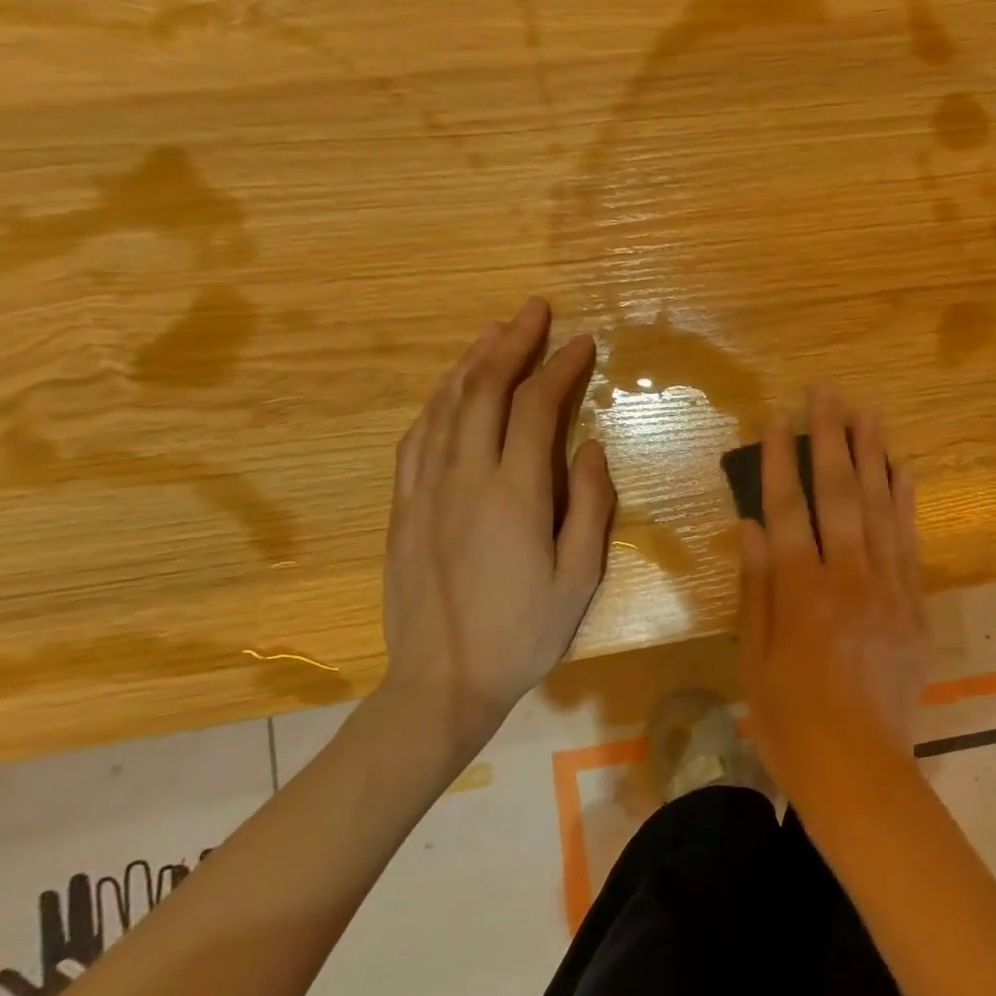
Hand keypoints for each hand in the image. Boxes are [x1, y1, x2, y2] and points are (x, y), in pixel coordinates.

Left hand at [381, 298, 614, 754]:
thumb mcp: (579, 577)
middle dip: (511, 344)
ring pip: (445, 407)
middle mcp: (464, 479)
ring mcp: (425, 491)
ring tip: (493, 333)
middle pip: (484, 391)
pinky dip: (437, 403)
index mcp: (514, 495)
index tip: (582, 342)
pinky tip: (449, 391)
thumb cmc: (524, 633)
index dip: (559, 368)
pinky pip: (416, 439)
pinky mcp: (403, 508)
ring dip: (471, 363)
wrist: (441, 683)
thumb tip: (592, 447)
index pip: (536, 409)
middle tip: (534, 312)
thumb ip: (590, 506)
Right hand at [737, 385, 927, 801]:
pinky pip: (910, 541)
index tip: (777, 420)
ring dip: (873, 456)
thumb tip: (751, 527)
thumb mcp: (754, 659)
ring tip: (867, 413)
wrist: (860, 769)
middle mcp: (848, 578)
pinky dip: (906, 501)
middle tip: (827, 393)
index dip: (781, 462)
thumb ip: (757, 589)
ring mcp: (888, 588)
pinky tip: (902, 469)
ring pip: (881, 508)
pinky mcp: (915, 604)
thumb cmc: (792, 720)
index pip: (788, 510)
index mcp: (801, 592)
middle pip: (839, 495)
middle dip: (831, 439)